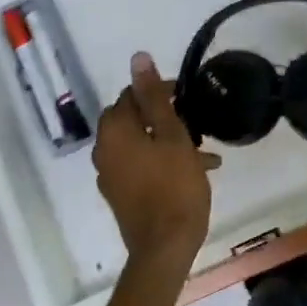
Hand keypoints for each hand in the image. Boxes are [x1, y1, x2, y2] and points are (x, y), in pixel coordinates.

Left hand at [94, 52, 220, 271]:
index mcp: (114, 131)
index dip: (160, 91)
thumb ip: (155, 96)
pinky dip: (161, 161)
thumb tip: (137, 58)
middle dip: (163, 117)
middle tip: (193, 122)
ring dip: (166, 141)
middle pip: (133, 119)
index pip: (132, 95)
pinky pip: (139, 166)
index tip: (188, 97)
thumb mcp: (171, 136)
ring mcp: (109, 175)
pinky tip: (193, 171)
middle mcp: (104, 149)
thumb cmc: (174, 187)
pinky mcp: (120, 194)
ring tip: (203, 151)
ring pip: (139, 144)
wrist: (164, 248)